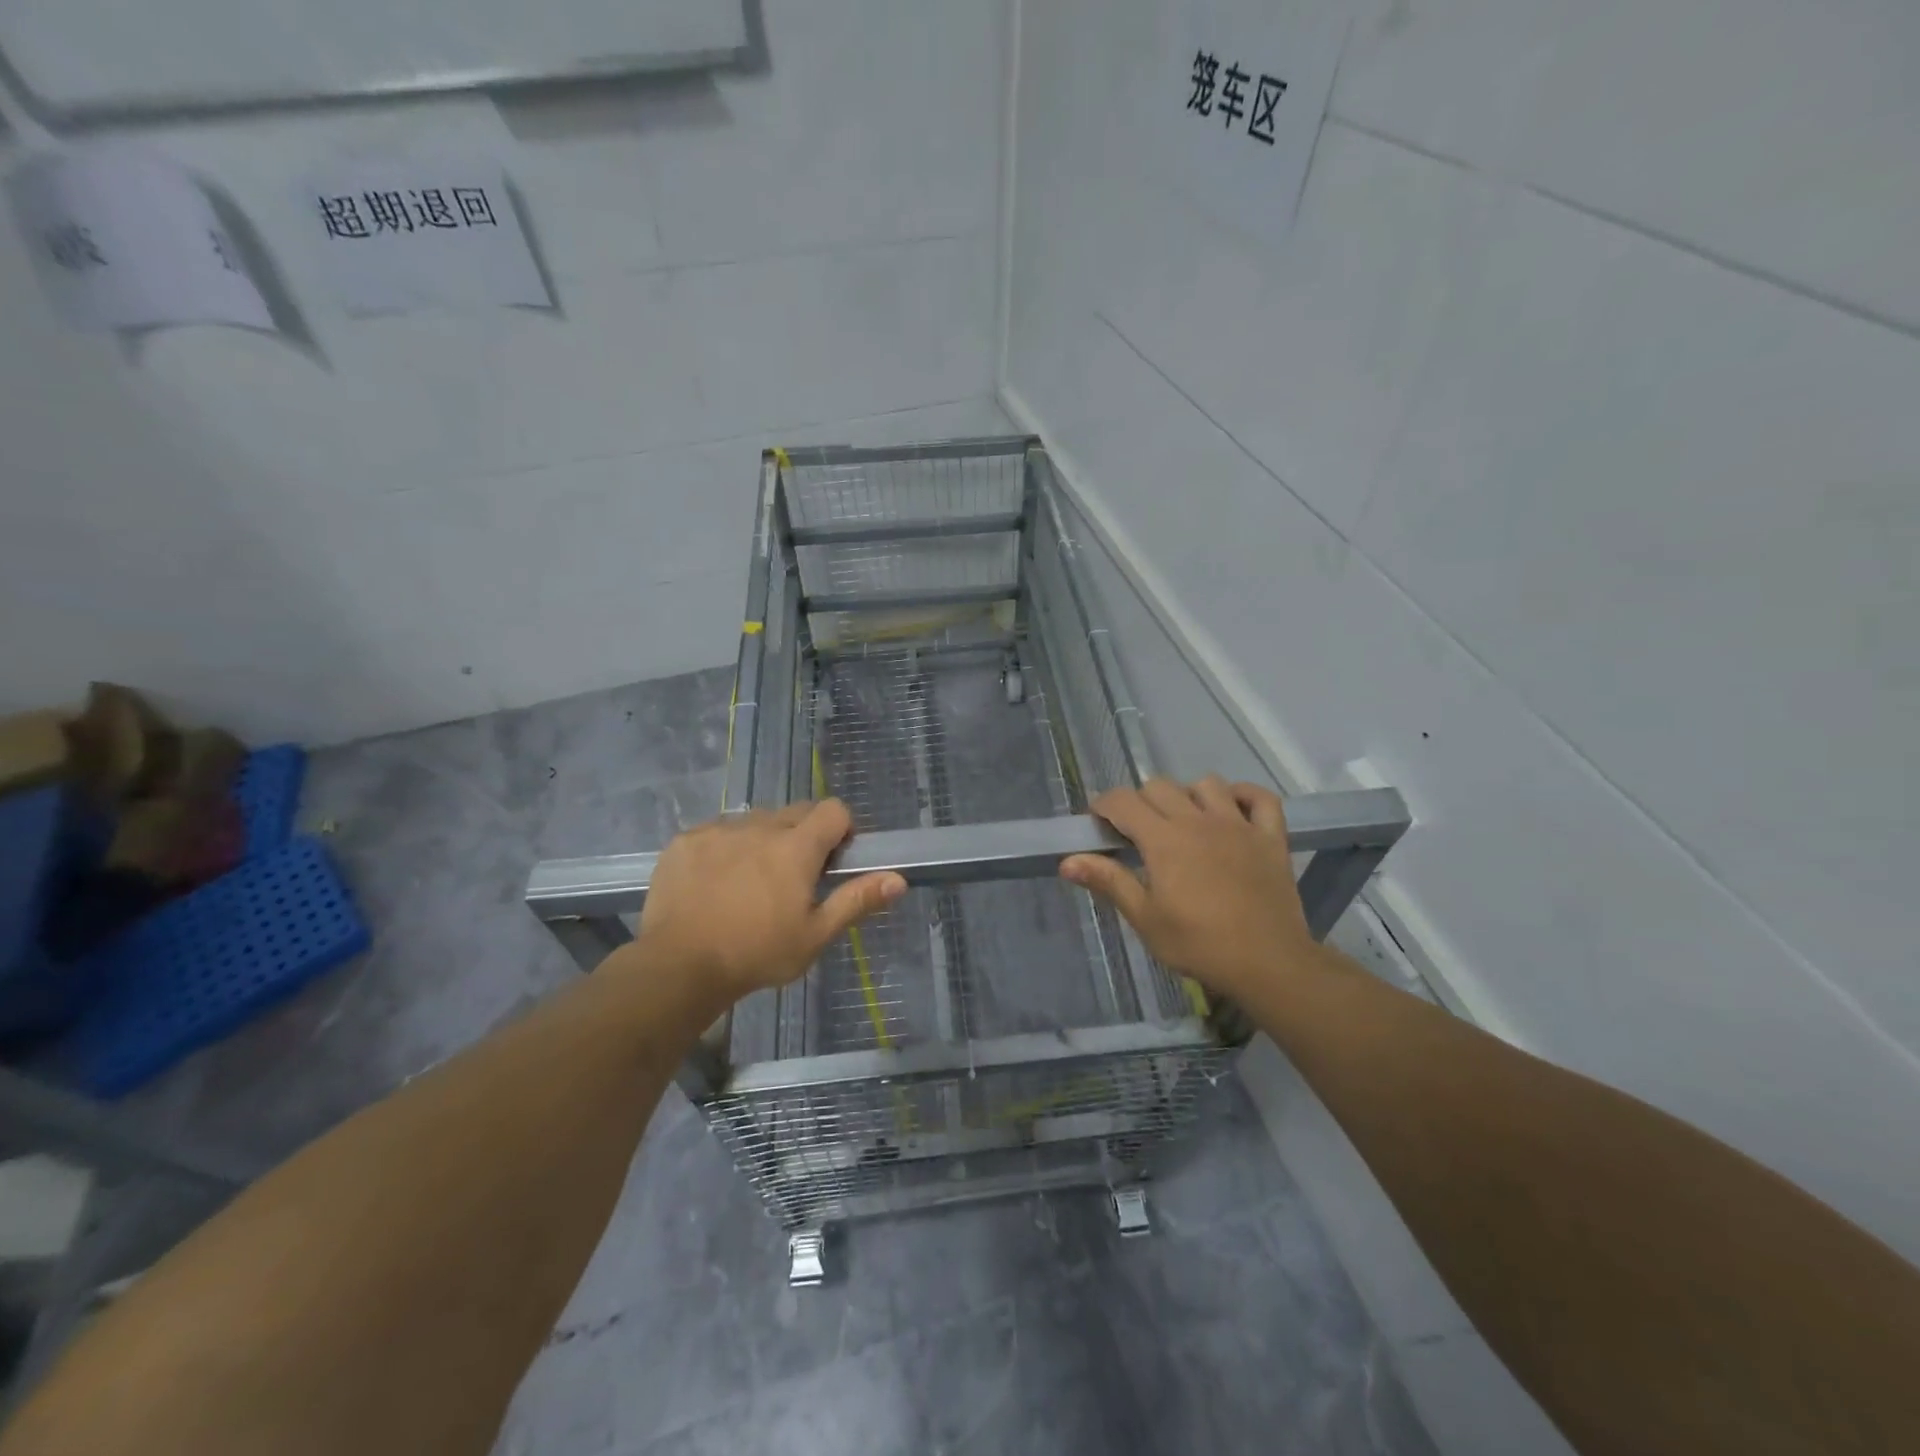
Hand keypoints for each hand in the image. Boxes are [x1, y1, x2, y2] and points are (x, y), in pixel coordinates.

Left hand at [633, 800, 905, 1010]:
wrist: (678, 966)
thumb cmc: (757, 953)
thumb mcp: (815, 935)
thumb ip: (856, 900)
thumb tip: (898, 879)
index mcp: (796, 846)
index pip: (833, 809)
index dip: (841, 828)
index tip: (834, 858)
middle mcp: (760, 826)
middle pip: (795, 812)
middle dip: (804, 835)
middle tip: (795, 877)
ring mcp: (718, 830)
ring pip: (755, 822)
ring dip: (764, 841)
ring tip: (751, 882)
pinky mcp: (685, 840)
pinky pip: (717, 832)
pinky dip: (725, 848)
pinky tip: (715, 883)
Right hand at [1060, 777, 1317, 1003]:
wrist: (1268, 964)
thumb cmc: (1199, 945)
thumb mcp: (1145, 919)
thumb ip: (1109, 882)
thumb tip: (1067, 861)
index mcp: (1164, 840)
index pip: (1123, 801)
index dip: (1104, 805)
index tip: (1099, 822)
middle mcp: (1198, 821)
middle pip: (1159, 786)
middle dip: (1140, 802)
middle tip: (1138, 833)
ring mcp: (1238, 825)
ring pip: (1207, 784)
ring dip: (1188, 795)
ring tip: (1183, 822)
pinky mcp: (1270, 837)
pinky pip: (1260, 798)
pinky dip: (1243, 796)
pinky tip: (1231, 810)